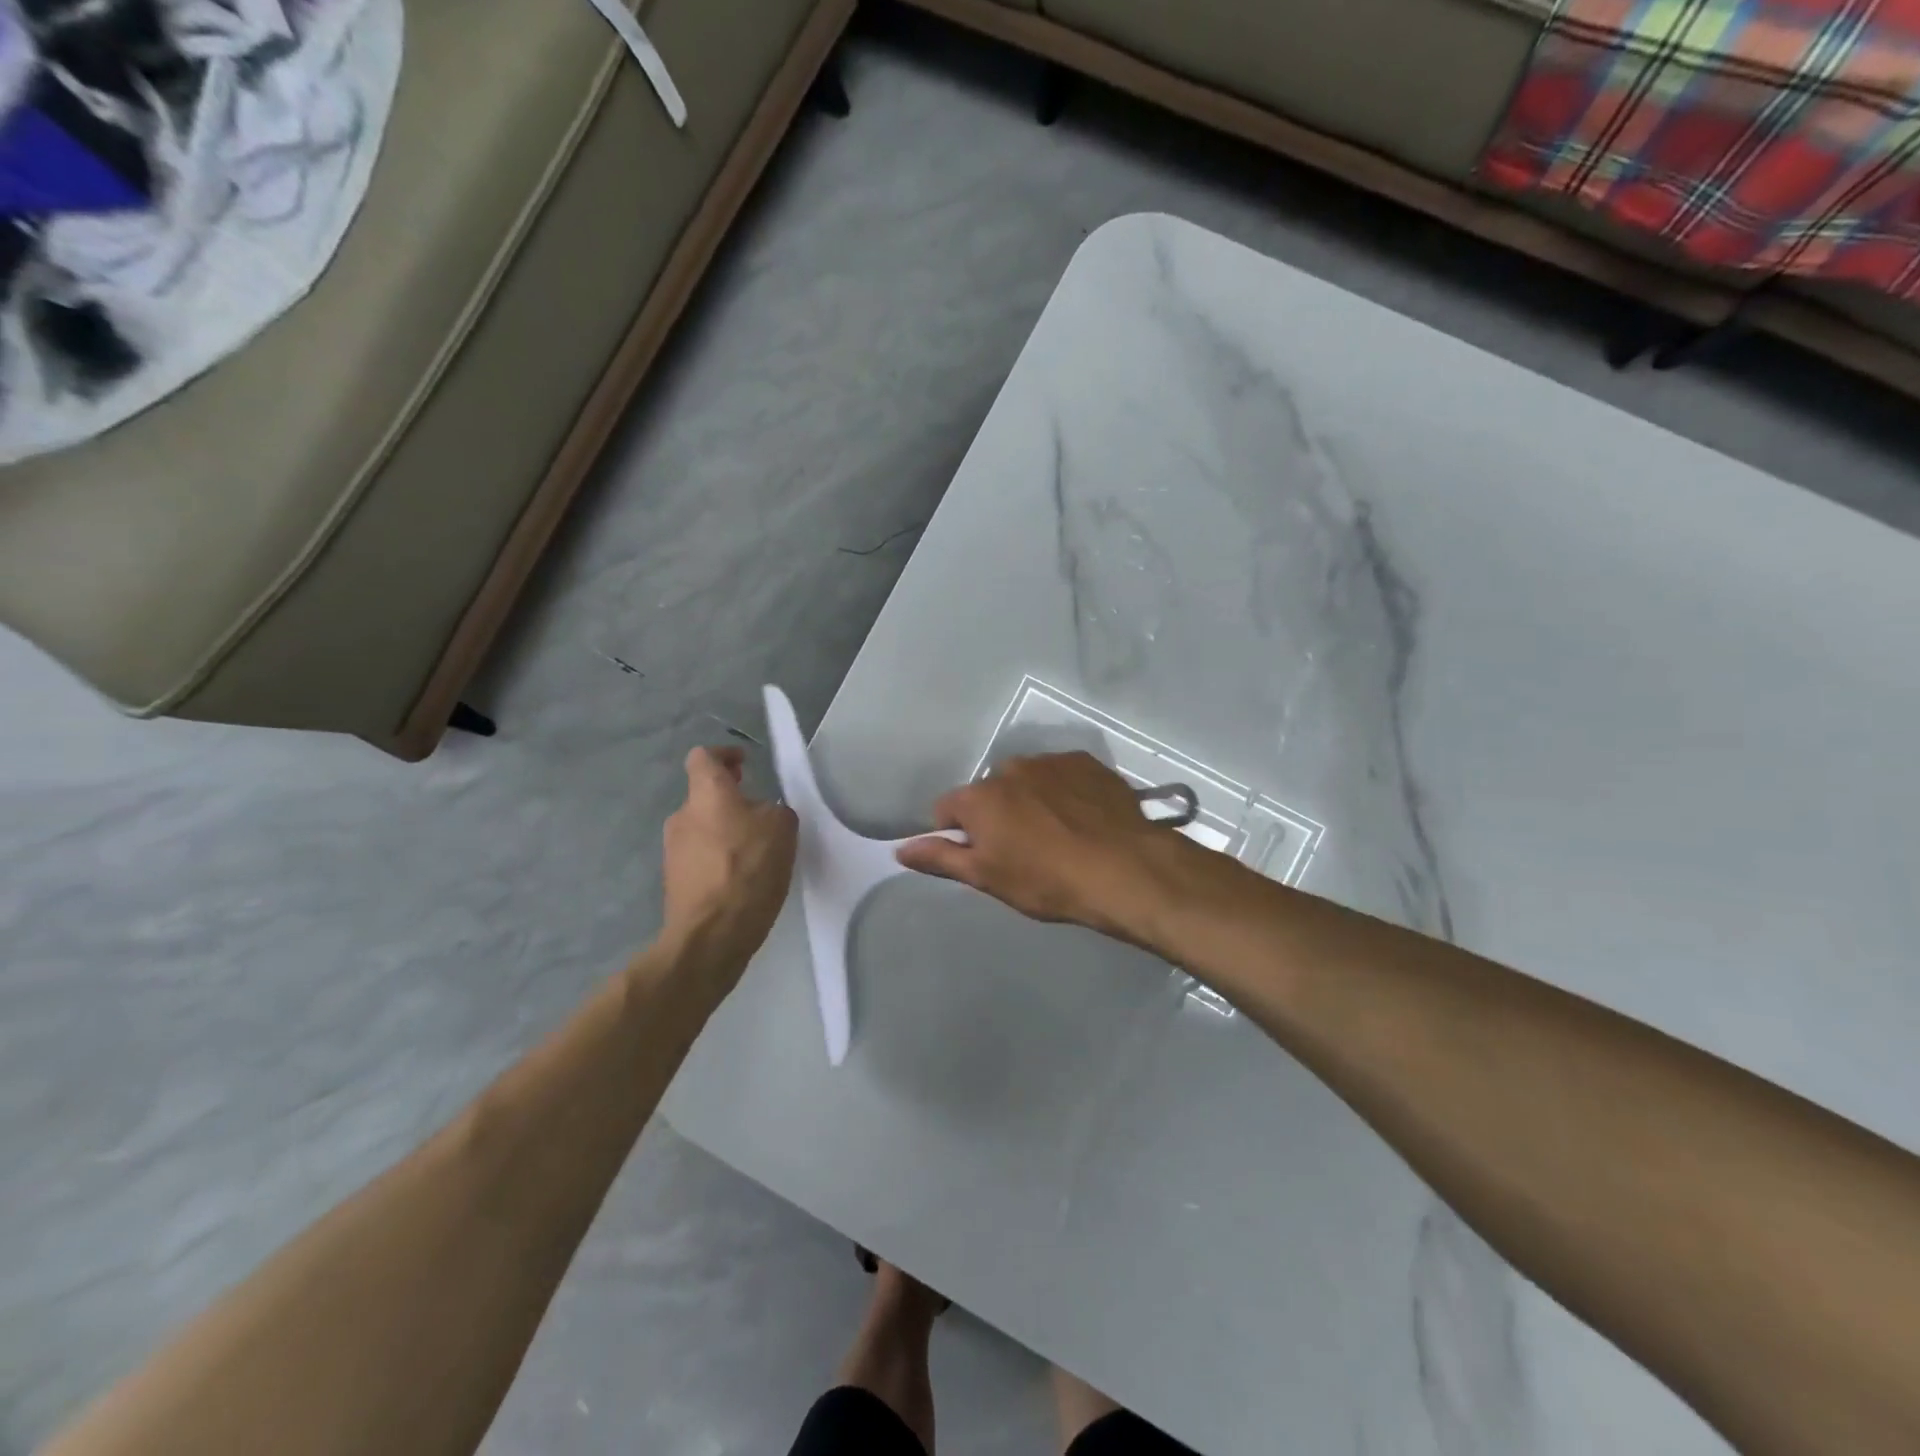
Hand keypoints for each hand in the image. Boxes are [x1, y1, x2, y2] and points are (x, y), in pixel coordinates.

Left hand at [658, 747, 797, 989]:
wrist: (711, 934)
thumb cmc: (748, 869)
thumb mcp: (782, 828)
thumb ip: (773, 810)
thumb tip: (761, 815)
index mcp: (706, 794)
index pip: (703, 757)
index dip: (724, 755)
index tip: (743, 764)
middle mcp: (682, 816)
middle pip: (704, 795)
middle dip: (730, 798)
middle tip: (758, 809)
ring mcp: (673, 851)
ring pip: (702, 828)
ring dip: (725, 830)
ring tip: (756, 849)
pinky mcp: (675, 881)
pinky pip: (700, 857)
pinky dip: (719, 858)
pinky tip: (743, 877)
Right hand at [894, 752, 1193, 942]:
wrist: (1123, 869)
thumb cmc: (1047, 881)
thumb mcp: (988, 877)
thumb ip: (941, 858)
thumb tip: (900, 848)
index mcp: (979, 797)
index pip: (947, 809)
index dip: (958, 834)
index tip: (982, 856)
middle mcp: (1009, 769)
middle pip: (990, 793)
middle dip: (999, 815)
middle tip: (1025, 850)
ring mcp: (1050, 761)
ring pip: (1027, 781)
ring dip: (1033, 800)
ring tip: (1060, 835)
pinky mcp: (1086, 762)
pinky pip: (1063, 775)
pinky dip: (1065, 792)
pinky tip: (1084, 819)